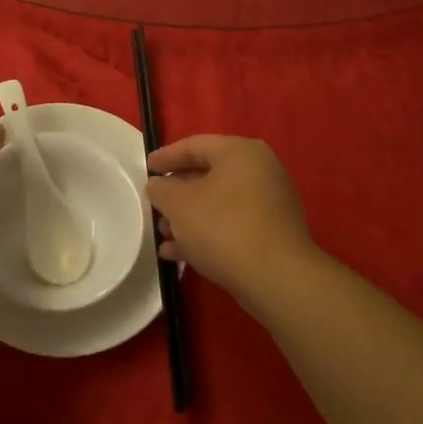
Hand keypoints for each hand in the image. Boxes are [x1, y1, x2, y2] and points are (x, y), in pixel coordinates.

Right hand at [146, 135, 317, 305]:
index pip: (195, 145)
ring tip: (162, 234)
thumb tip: (158, 185)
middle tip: (154, 203)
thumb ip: (161, 189)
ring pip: (217, 203)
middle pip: (207, 175)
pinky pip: (230, 225)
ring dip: (187, 217)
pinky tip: (178, 253)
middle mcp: (259, 171)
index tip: (146, 168)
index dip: (166, 156)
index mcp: (240, 152)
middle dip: (176, 193)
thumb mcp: (179, 204)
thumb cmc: (223, 227)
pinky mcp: (271, 234)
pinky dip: (205, 233)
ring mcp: (269, 204)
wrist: (276, 278)